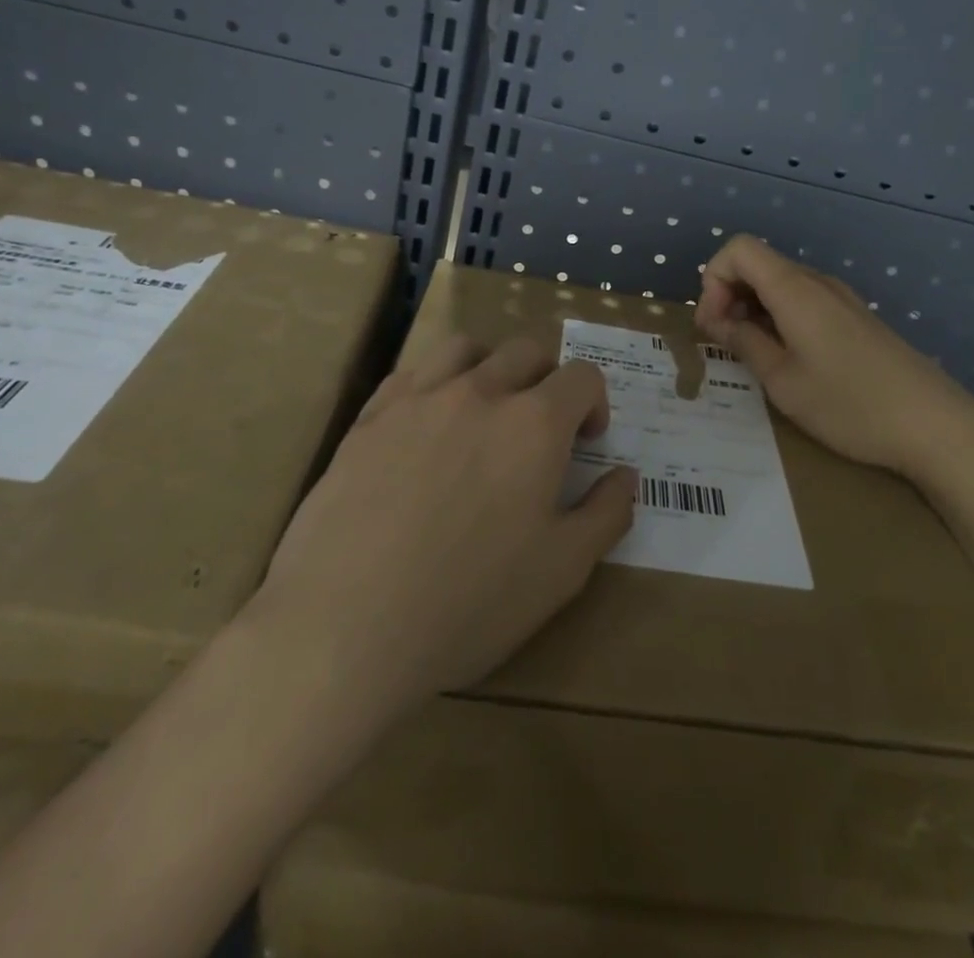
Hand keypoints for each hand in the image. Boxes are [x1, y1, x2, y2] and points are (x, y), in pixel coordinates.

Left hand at [249, 336, 635, 726]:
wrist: (347, 626)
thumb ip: (606, 513)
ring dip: (488, 367)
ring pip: (465, 348)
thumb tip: (625, 474)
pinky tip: (426, 426)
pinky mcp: (370, 417)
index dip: (595, 402)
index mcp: (535, 424)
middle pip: (526, 350)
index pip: (582, 376)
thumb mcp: (562, 571)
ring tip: (484, 410)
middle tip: (540, 428)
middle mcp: (480, 392)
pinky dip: (433, 384)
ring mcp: (418, 398)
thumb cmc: (469, 603)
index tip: (586, 441)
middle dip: (547, 379)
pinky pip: (410, 373)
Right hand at [693, 235, 973, 485]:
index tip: (713, 325)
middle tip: (724, 344)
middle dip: (728, 296)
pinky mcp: (855, 318)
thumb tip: (717, 321)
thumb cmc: (850, 405)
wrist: (936, 426)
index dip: (713, 280)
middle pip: (758, 264)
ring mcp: (840, 298)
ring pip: (780, 284)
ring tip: (754, 355)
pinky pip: (804, 301)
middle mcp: (817, 282)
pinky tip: (788, 359)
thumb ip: (743, 343)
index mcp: (795, 290)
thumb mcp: (782, 381)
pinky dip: (780, 318)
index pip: (738, 249)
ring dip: (753, 310)